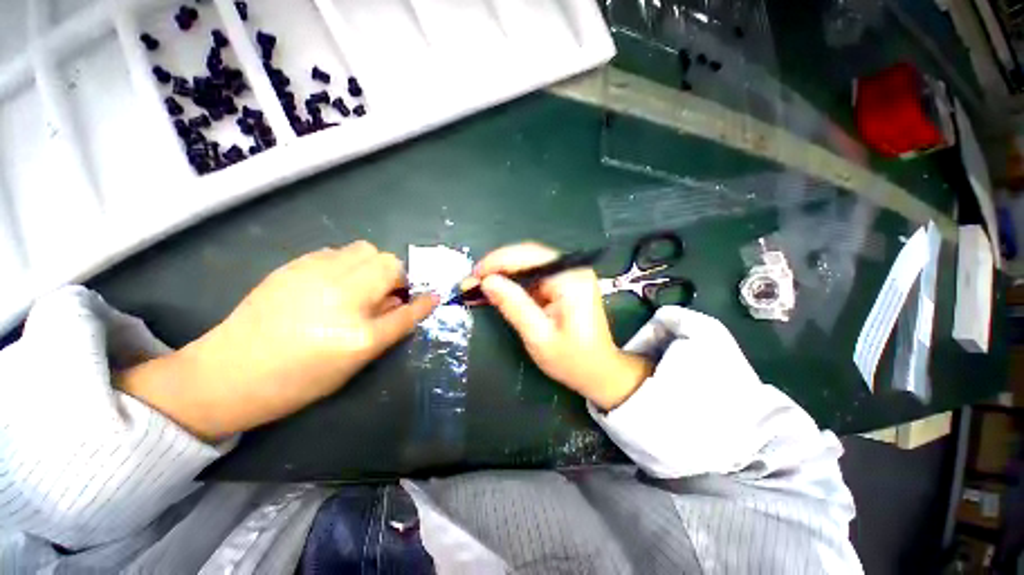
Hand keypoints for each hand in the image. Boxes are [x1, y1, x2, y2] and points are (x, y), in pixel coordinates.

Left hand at [118, 241, 437, 440]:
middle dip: (396, 276)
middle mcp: (340, 295)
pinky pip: (338, 252)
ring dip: (373, 266)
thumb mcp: (354, 361)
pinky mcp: (294, 265)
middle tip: (387, 294)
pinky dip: (349, 263)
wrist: (230, 372)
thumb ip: (388, 326)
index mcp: (357, 332)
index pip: (407, 307)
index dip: (424, 300)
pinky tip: (336, 282)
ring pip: (365, 250)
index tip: (432, 296)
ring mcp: (314, 274)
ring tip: (362, 285)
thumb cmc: (299, 378)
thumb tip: (405, 300)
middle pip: (388, 263)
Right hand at [469, 243, 652, 410]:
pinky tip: (496, 292)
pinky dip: (513, 284)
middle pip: (527, 256)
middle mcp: (572, 269)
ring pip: (527, 266)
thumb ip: (513, 305)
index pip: (529, 255)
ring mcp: (568, 276)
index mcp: (570, 278)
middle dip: (497, 268)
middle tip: (471, 282)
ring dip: (502, 275)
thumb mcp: (538, 336)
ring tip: (478, 288)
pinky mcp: (563, 285)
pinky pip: (533, 278)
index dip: (497, 261)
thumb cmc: (572, 360)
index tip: (473, 275)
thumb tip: (487, 281)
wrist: (599, 372)